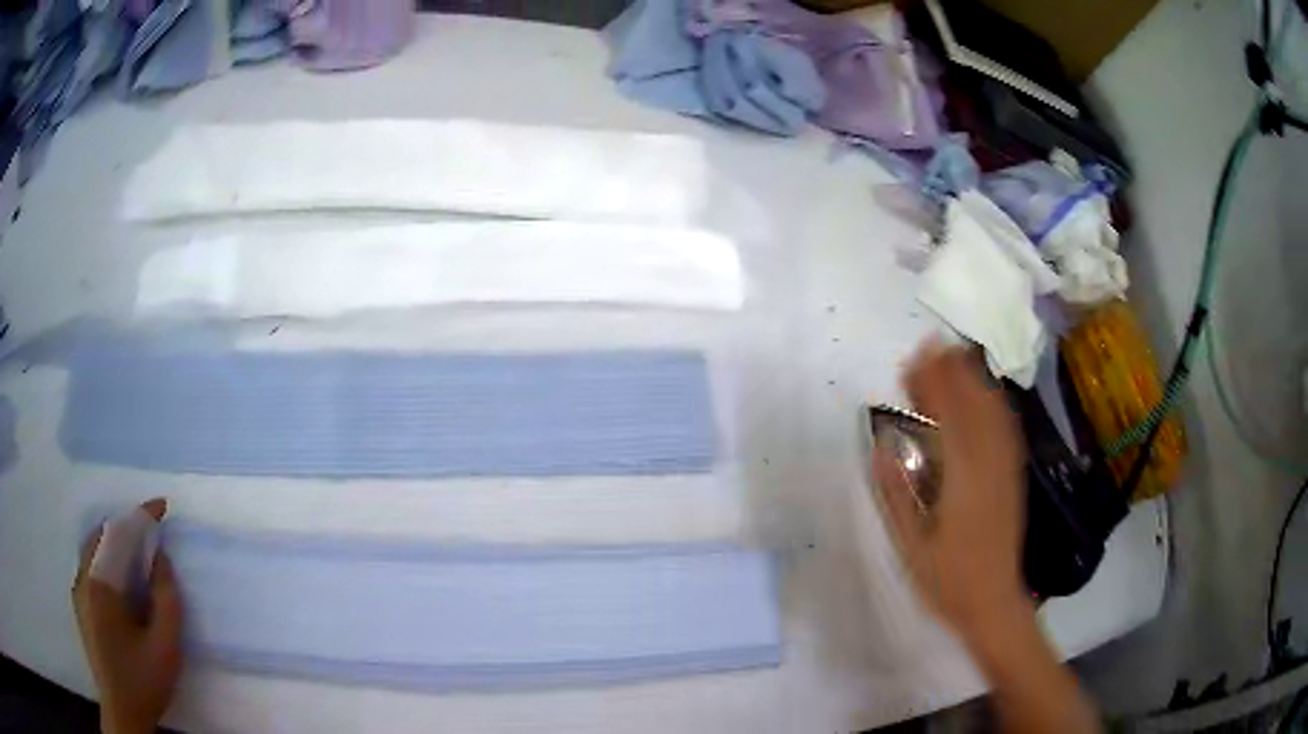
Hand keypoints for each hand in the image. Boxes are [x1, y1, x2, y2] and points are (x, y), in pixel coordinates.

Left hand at [72, 499, 182, 733]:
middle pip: (103, 535)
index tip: (162, 506)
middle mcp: (84, 577)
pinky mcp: (79, 603)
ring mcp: (78, 589)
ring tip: (138, 555)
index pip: (119, 533)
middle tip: (152, 535)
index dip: (141, 517)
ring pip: (94, 549)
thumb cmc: (143, 682)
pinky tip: (120, 581)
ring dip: (115, 543)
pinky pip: (90, 565)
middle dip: (127, 528)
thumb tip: (161, 559)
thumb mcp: (165, 649)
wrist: (122, 713)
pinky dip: (106, 559)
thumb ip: (167, 601)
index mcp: (101, 583)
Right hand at [873, 344, 1029, 647]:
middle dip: (953, 371)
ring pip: (994, 411)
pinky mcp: (1013, 476)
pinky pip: (1006, 428)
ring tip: (953, 358)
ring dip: (974, 379)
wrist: (994, 602)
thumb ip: (895, 495)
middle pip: (974, 404)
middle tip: (929, 348)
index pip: (949, 416)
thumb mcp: (910, 546)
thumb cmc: (947, 580)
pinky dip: (992, 402)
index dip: (934, 381)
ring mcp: (1006, 469)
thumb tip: (881, 447)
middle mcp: (989, 465)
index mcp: (963, 480)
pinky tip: (983, 394)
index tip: (915, 357)